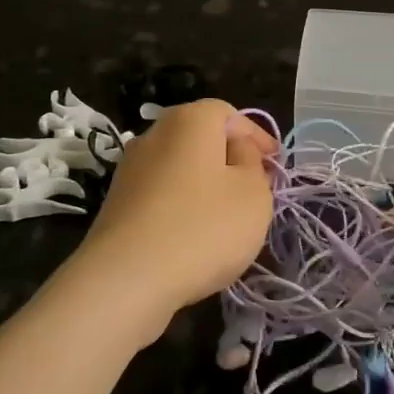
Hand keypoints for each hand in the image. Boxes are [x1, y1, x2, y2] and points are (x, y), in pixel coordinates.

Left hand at [80, 100, 275, 318]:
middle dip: (230, 160)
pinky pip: (162, 195)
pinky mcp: (117, 204)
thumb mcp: (253, 192)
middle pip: (201, 138)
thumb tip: (238, 151)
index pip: (229, 113)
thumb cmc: (204, 227)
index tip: (275, 164)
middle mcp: (154, 135)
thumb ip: (253, 163)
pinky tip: (195, 237)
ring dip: (206, 185)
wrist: (127, 279)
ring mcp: (130, 170)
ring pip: (181, 168)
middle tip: (255, 188)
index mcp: (190, 120)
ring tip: (228, 218)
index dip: (256, 136)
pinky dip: (182, 206)